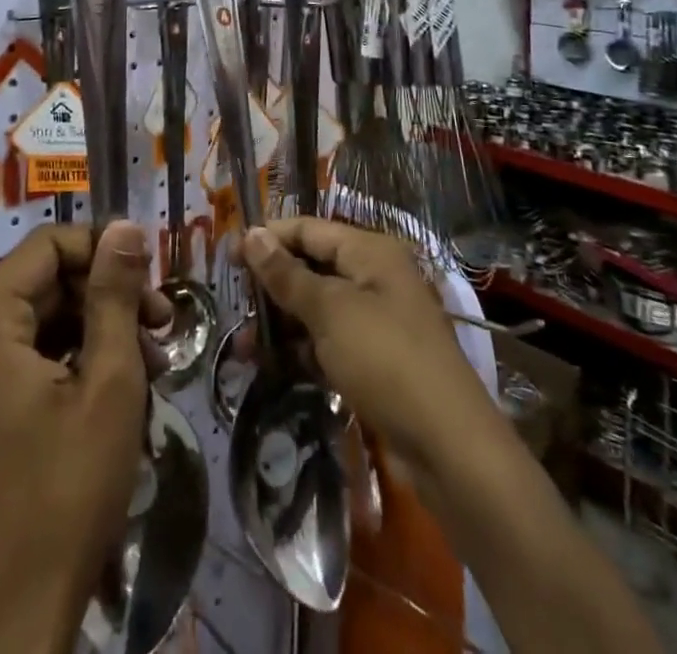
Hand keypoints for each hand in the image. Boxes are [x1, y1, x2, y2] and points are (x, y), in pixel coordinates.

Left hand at [0, 221, 167, 653]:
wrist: (22, 610)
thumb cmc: (69, 487)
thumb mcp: (109, 380)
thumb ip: (115, 294)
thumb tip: (125, 227)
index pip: (46, 246)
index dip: (101, 248)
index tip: (149, 274)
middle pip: (46, 282)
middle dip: (107, 295)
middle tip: (162, 323)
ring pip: (45, 321)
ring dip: (100, 330)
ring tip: (154, 359)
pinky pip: (32, 358)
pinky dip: (77, 360)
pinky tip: (123, 385)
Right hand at [240, 219, 505, 500]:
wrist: (449, 447)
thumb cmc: (385, 359)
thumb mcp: (330, 312)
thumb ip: (287, 275)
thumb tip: (251, 234)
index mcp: (370, 252)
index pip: (309, 229)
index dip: (268, 238)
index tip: (227, 255)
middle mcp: (375, 277)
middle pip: (313, 267)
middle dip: (272, 285)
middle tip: (233, 303)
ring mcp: (378, 320)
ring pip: (318, 308)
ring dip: (282, 323)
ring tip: (243, 346)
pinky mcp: (377, 360)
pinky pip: (331, 342)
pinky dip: (303, 350)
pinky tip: (272, 367)